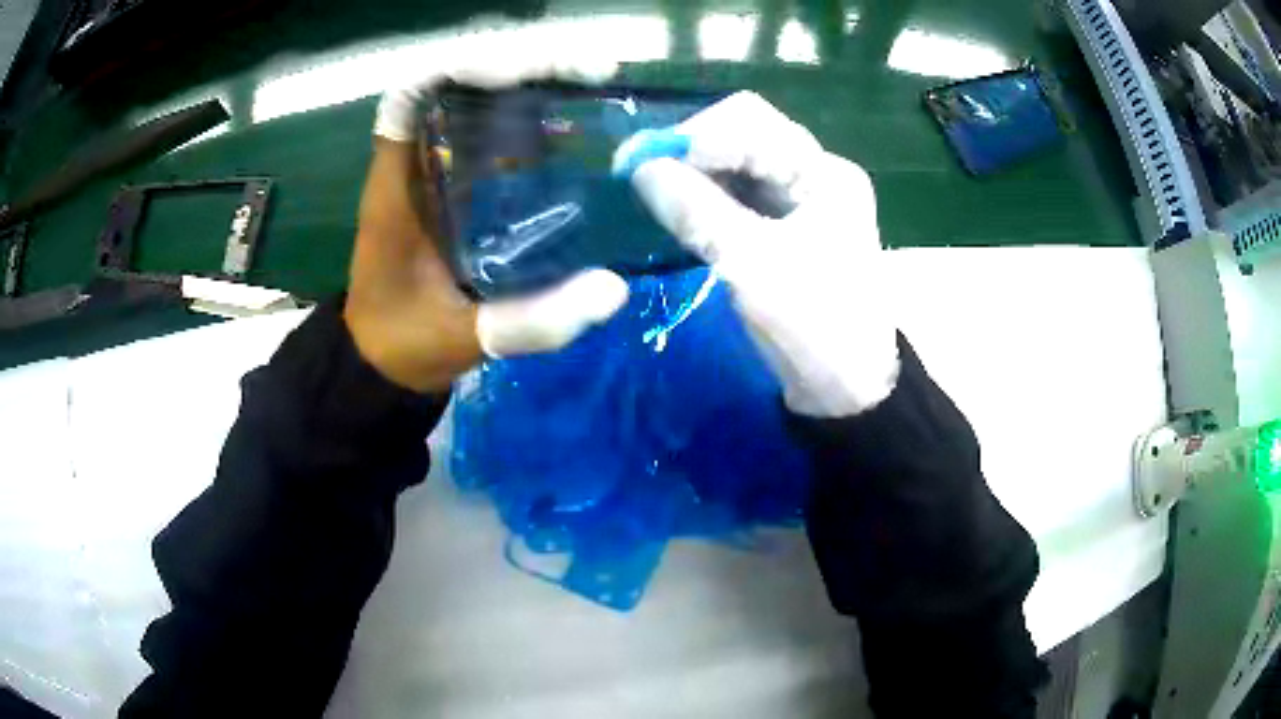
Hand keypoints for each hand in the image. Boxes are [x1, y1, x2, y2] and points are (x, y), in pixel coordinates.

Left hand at [344, 50, 628, 392]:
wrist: (381, 361)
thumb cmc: (403, 344)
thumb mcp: (460, 338)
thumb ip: (527, 322)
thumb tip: (612, 291)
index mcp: (397, 187)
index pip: (412, 95)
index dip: (461, 67)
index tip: (522, 73)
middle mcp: (415, 165)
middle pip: (457, 85)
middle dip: (519, 66)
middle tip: (589, 73)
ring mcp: (437, 173)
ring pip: (478, 103)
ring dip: (531, 86)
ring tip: (592, 86)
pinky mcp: (457, 189)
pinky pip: (494, 137)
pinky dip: (532, 122)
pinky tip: (577, 132)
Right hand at [614, 92, 898, 415]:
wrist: (847, 389)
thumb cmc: (814, 325)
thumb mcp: (752, 265)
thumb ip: (697, 211)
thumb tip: (640, 170)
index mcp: (824, 173)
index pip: (750, 124)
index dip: (690, 136)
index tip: (636, 162)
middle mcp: (815, 174)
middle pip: (744, 135)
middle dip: (690, 149)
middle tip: (639, 173)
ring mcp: (801, 199)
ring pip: (737, 165)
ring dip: (694, 172)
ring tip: (649, 189)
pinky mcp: (786, 226)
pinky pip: (738, 195)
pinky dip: (705, 196)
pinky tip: (675, 208)